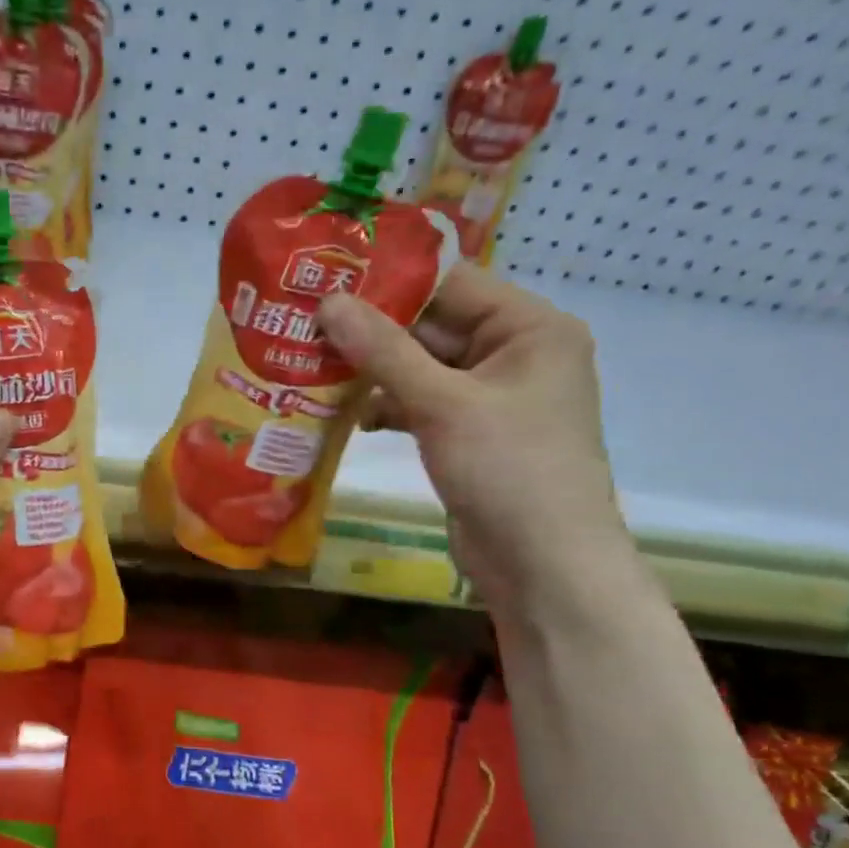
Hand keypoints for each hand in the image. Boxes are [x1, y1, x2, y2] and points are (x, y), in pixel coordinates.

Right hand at [317, 265, 629, 612]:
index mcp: (530, 328)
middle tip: (306, 325)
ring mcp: (490, 397)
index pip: (451, 285)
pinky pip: (421, 403)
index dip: (389, 283)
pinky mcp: (468, 434)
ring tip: (313, 366)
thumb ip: (384, 350)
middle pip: (433, 326)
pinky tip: (348, 415)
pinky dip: (387, 407)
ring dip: (373, 372)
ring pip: (420, 368)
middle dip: (372, 331)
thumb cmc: (507, 469)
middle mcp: (514, 353)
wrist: (542, 565)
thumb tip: (329, 303)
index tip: (327, 282)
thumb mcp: (442, 403)